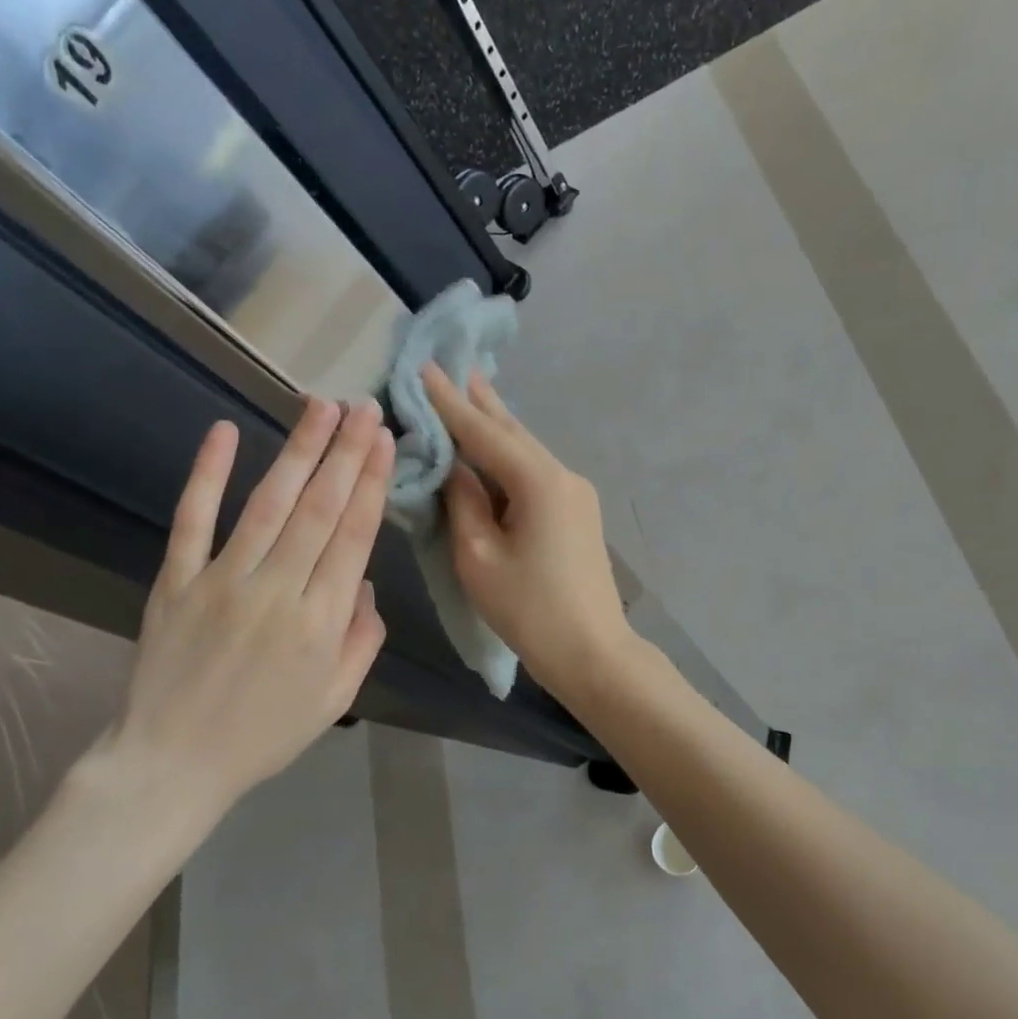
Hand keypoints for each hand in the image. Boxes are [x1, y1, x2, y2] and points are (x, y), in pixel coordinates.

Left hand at [97, 397, 392, 819]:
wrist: (175, 763)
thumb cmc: (266, 734)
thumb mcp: (337, 697)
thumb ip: (362, 638)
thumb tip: (365, 580)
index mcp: (321, 621)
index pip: (354, 535)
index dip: (372, 483)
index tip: (384, 441)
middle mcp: (278, 590)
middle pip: (319, 508)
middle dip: (346, 452)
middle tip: (364, 407)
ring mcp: (222, 581)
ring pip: (268, 503)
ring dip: (298, 450)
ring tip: (320, 406)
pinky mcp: (176, 581)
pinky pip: (192, 520)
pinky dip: (207, 475)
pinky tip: (224, 432)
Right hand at [421, 364, 633, 692]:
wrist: (593, 652)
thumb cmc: (530, 611)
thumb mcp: (479, 557)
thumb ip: (463, 502)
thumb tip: (455, 469)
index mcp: (539, 481)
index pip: (485, 431)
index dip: (450, 401)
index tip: (424, 368)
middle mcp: (562, 475)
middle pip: (512, 431)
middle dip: (480, 401)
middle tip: (453, 366)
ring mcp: (576, 493)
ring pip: (526, 450)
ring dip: (496, 425)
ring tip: (471, 392)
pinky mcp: (578, 512)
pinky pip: (535, 472)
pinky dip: (509, 456)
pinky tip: (495, 447)